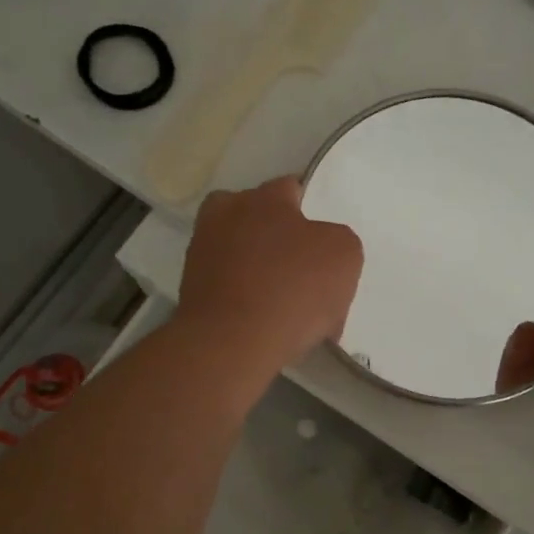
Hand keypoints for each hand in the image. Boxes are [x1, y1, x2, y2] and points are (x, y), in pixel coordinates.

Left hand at [177, 177, 363, 373]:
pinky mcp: (189, 291)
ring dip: (259, 269)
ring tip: (286, 303)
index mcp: (263, 198)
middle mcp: (224, 215)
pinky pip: (228, 286)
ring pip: (240, 252)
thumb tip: (319, 250)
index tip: (323, 237)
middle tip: (303, 268)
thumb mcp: (344, 255)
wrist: (231, 344)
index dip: (310, 210)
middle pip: (257, 218)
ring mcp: (201, 253)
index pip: (290, 188)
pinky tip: (267, 323)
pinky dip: (244, 298)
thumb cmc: (293, 289)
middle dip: (278, 236)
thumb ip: (337, 239)